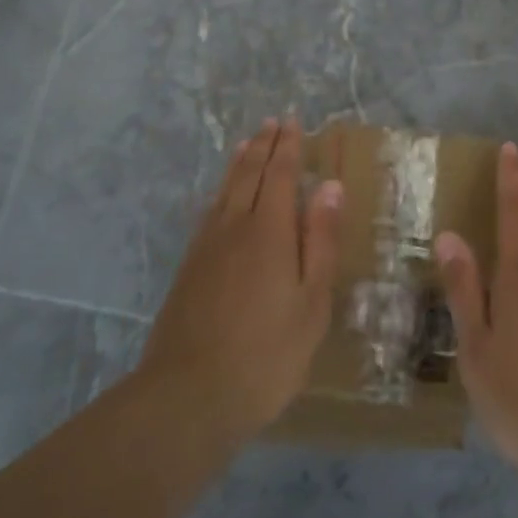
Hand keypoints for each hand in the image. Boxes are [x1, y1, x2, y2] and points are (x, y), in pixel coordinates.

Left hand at [136, 119, 341, 443]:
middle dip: (263, 145)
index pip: (279, 174)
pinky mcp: (189, 268)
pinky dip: (221, 191)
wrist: (188, 396)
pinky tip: (221, 198)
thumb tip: (329, 187)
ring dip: (239, 162)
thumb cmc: (266, 353)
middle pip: (248, 174)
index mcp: (268, 231)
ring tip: (248, 143)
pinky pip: (209, 212)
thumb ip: (319, 241)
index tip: (294, 121)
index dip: (288, 146)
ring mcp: (205, 247)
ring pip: (224, 190)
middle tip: (273, 122)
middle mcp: (234, 227)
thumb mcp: (311, 301)